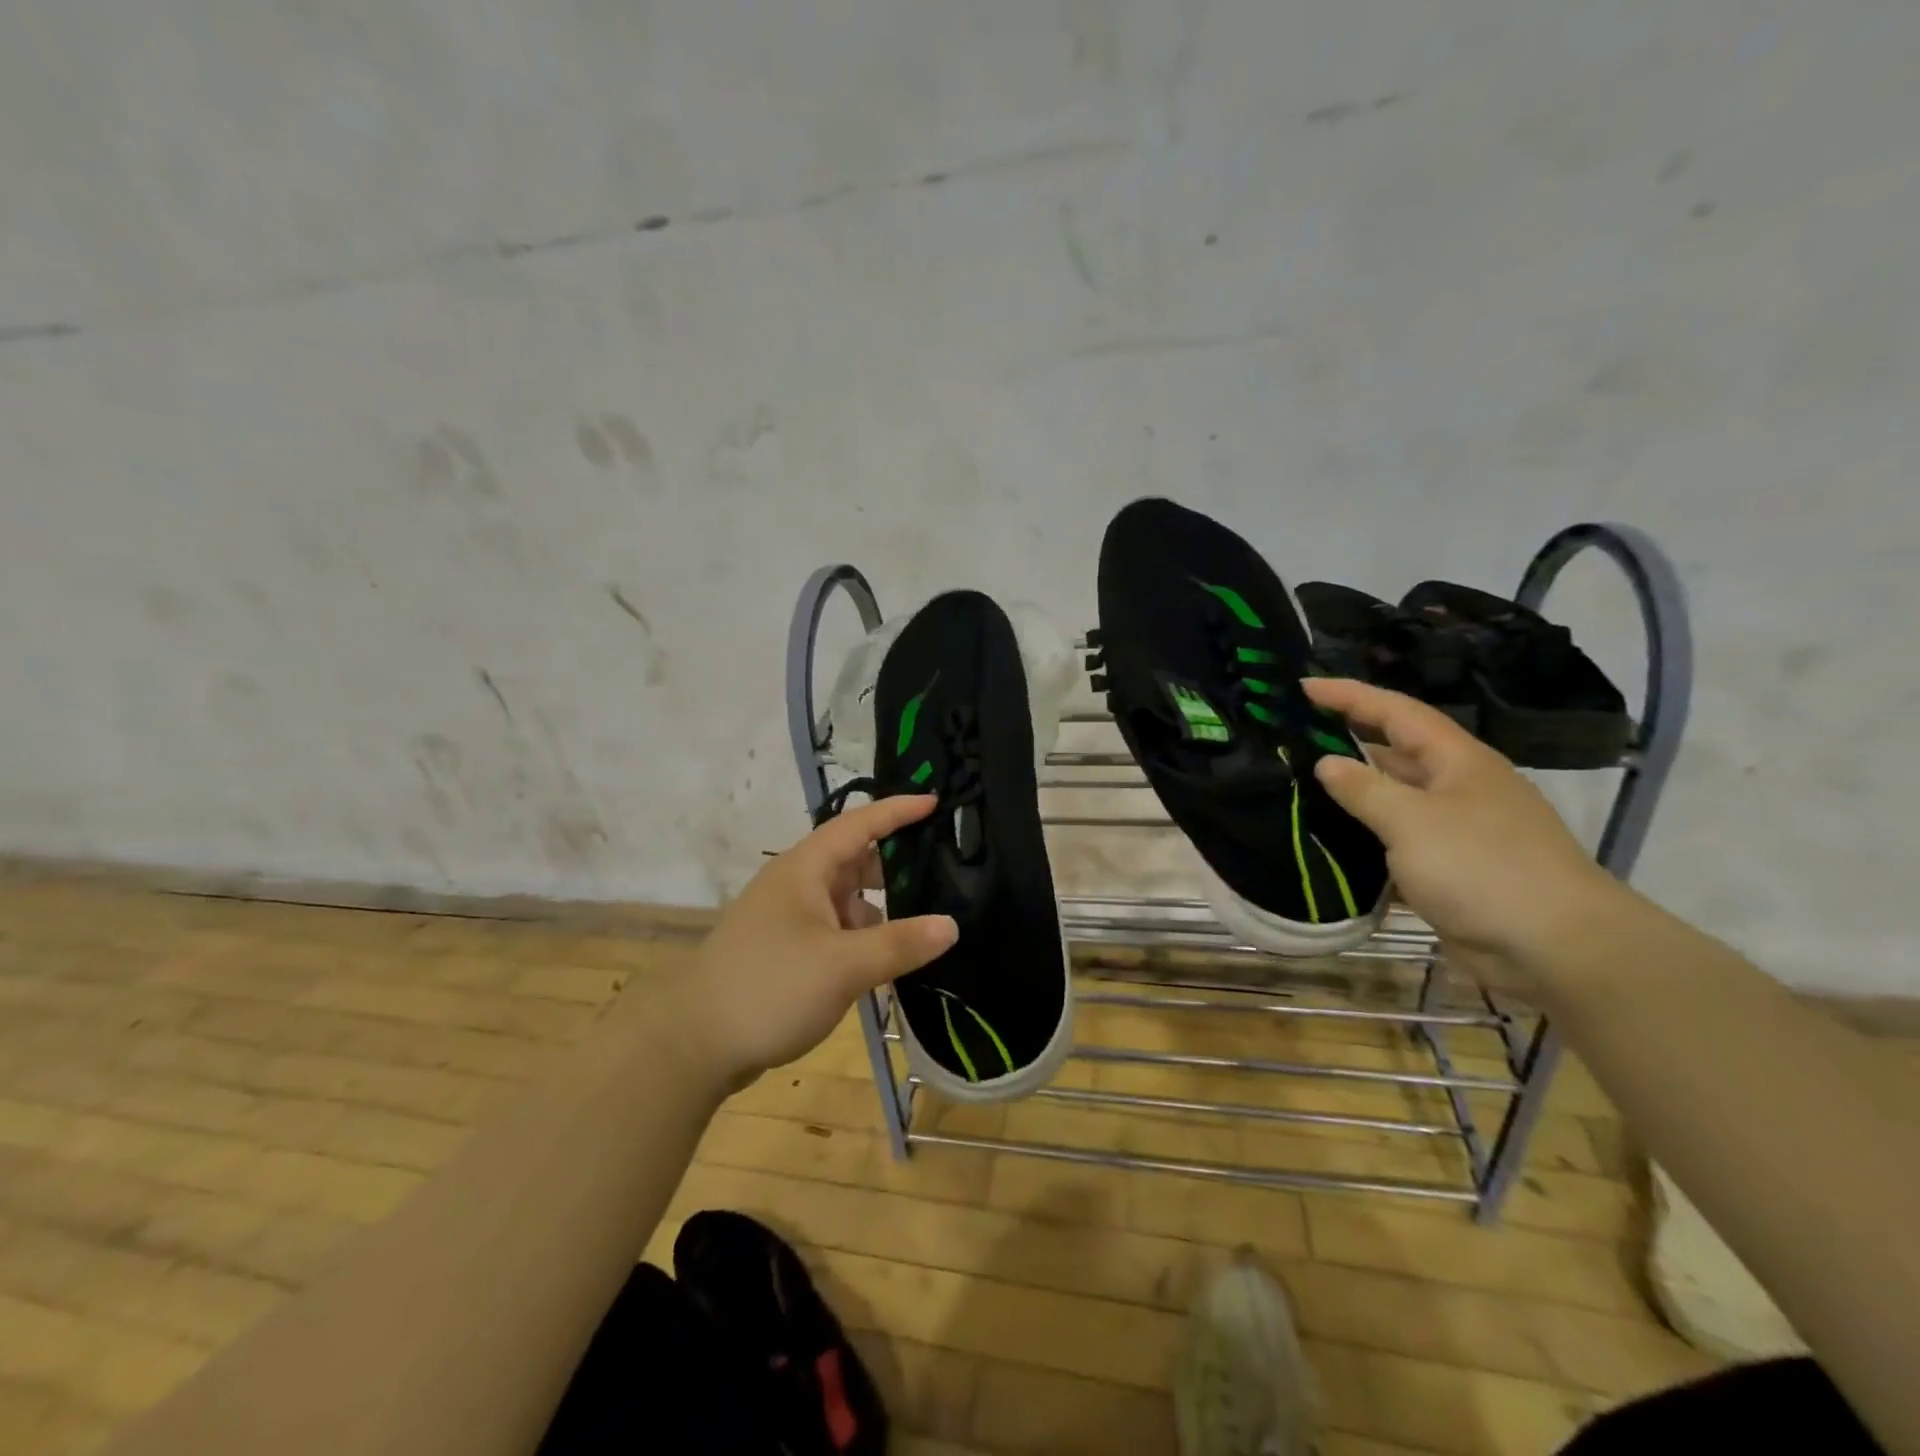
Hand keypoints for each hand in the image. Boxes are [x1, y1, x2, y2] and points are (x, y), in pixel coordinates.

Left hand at [670, 795, 958, 1087]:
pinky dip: (863, 935)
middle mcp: (796, 884)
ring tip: (925, 919)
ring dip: (881, 905)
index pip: (858, 824)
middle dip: (896, 862)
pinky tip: (888, 958)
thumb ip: (899, 944)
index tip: (935, 802)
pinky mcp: (786, 949)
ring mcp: (789, 918)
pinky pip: (836, 928)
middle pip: (855, 859)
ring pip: (846, 898)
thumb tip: (951, 925)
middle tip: (942, 868)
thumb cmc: (769, 988)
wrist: (694, 1044)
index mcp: (805, 869)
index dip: (897, 811)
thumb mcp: (842, 966)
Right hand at [1304, 678, 1623, 988]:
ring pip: (1394, 798)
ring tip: (1299, 786)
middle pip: (1394, 751)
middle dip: (1346, 740)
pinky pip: (1398, 840)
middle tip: (1292, 737)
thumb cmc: (1482, 867)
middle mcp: (1457, 786)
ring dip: (1353, 792)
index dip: (1348, 695)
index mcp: (1456, 760)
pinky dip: (1366, 836)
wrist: (1555, 947)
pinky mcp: (1452, 868)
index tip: (1302, 686)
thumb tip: (1326, 763)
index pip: (1394, 711)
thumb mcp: (1412, 821)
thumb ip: (1364, 789)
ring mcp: (1457, 829)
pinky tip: (1332, 842)